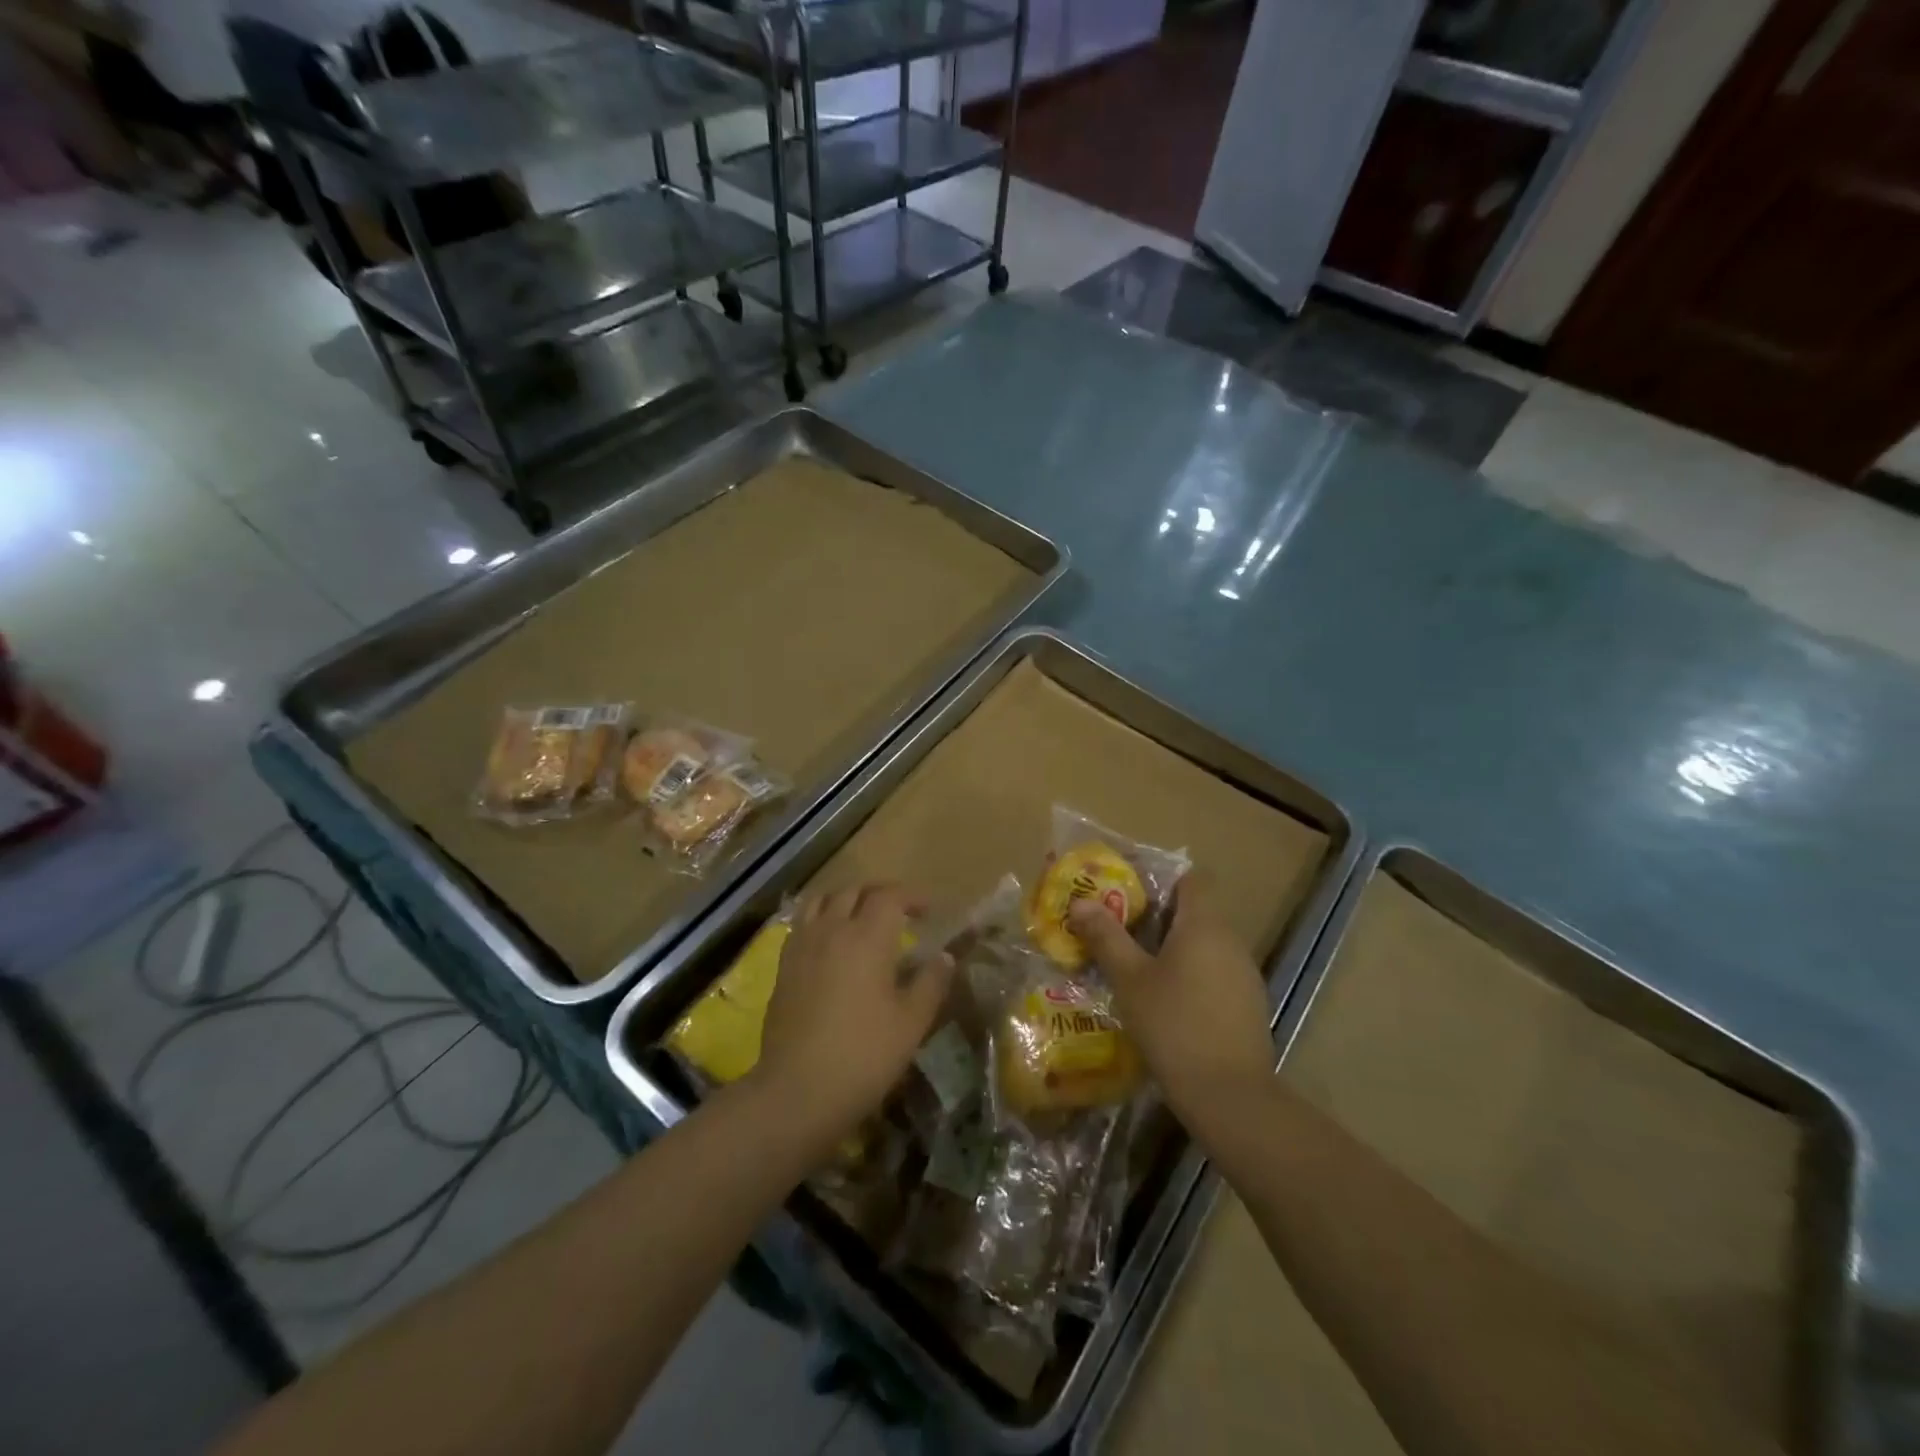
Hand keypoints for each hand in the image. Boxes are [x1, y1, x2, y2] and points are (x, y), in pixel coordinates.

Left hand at [753, 883, 953, 1158]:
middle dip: (880, 893)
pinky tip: (830, 941)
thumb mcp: (911, 1022)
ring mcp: (803, 945)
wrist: (798, 1090)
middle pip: (854, 890)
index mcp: (868, 937)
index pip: (890, 896)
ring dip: (846, 899)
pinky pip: (802, 922)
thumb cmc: (864, 1055)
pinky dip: (821, 917)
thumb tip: (944, 956)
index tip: (928, 911)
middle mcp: (832, 929)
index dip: (911, 897)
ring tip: (861, 917)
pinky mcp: (783, 965)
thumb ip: (931, 982)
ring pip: (823, 900)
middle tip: (899, 912)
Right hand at [1069, 875, 1274, 1142]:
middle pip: (1195, 911)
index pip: (1191, 878)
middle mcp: (1230, 941)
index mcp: (1204, 925)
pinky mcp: (1248, 1005)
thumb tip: (1081, 902)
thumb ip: (1106, 937)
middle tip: (1117, 929)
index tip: (1127, 892)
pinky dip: (1190, 975)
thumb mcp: (1130, 979)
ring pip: (1204, 945)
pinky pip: (1215, 973)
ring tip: (1135, 966)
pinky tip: (1165, 1002)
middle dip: (1156, 916)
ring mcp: (1244, 974)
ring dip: (1173, 948)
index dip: (1160, 879)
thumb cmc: (1174, 1025)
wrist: (1230, 1096)